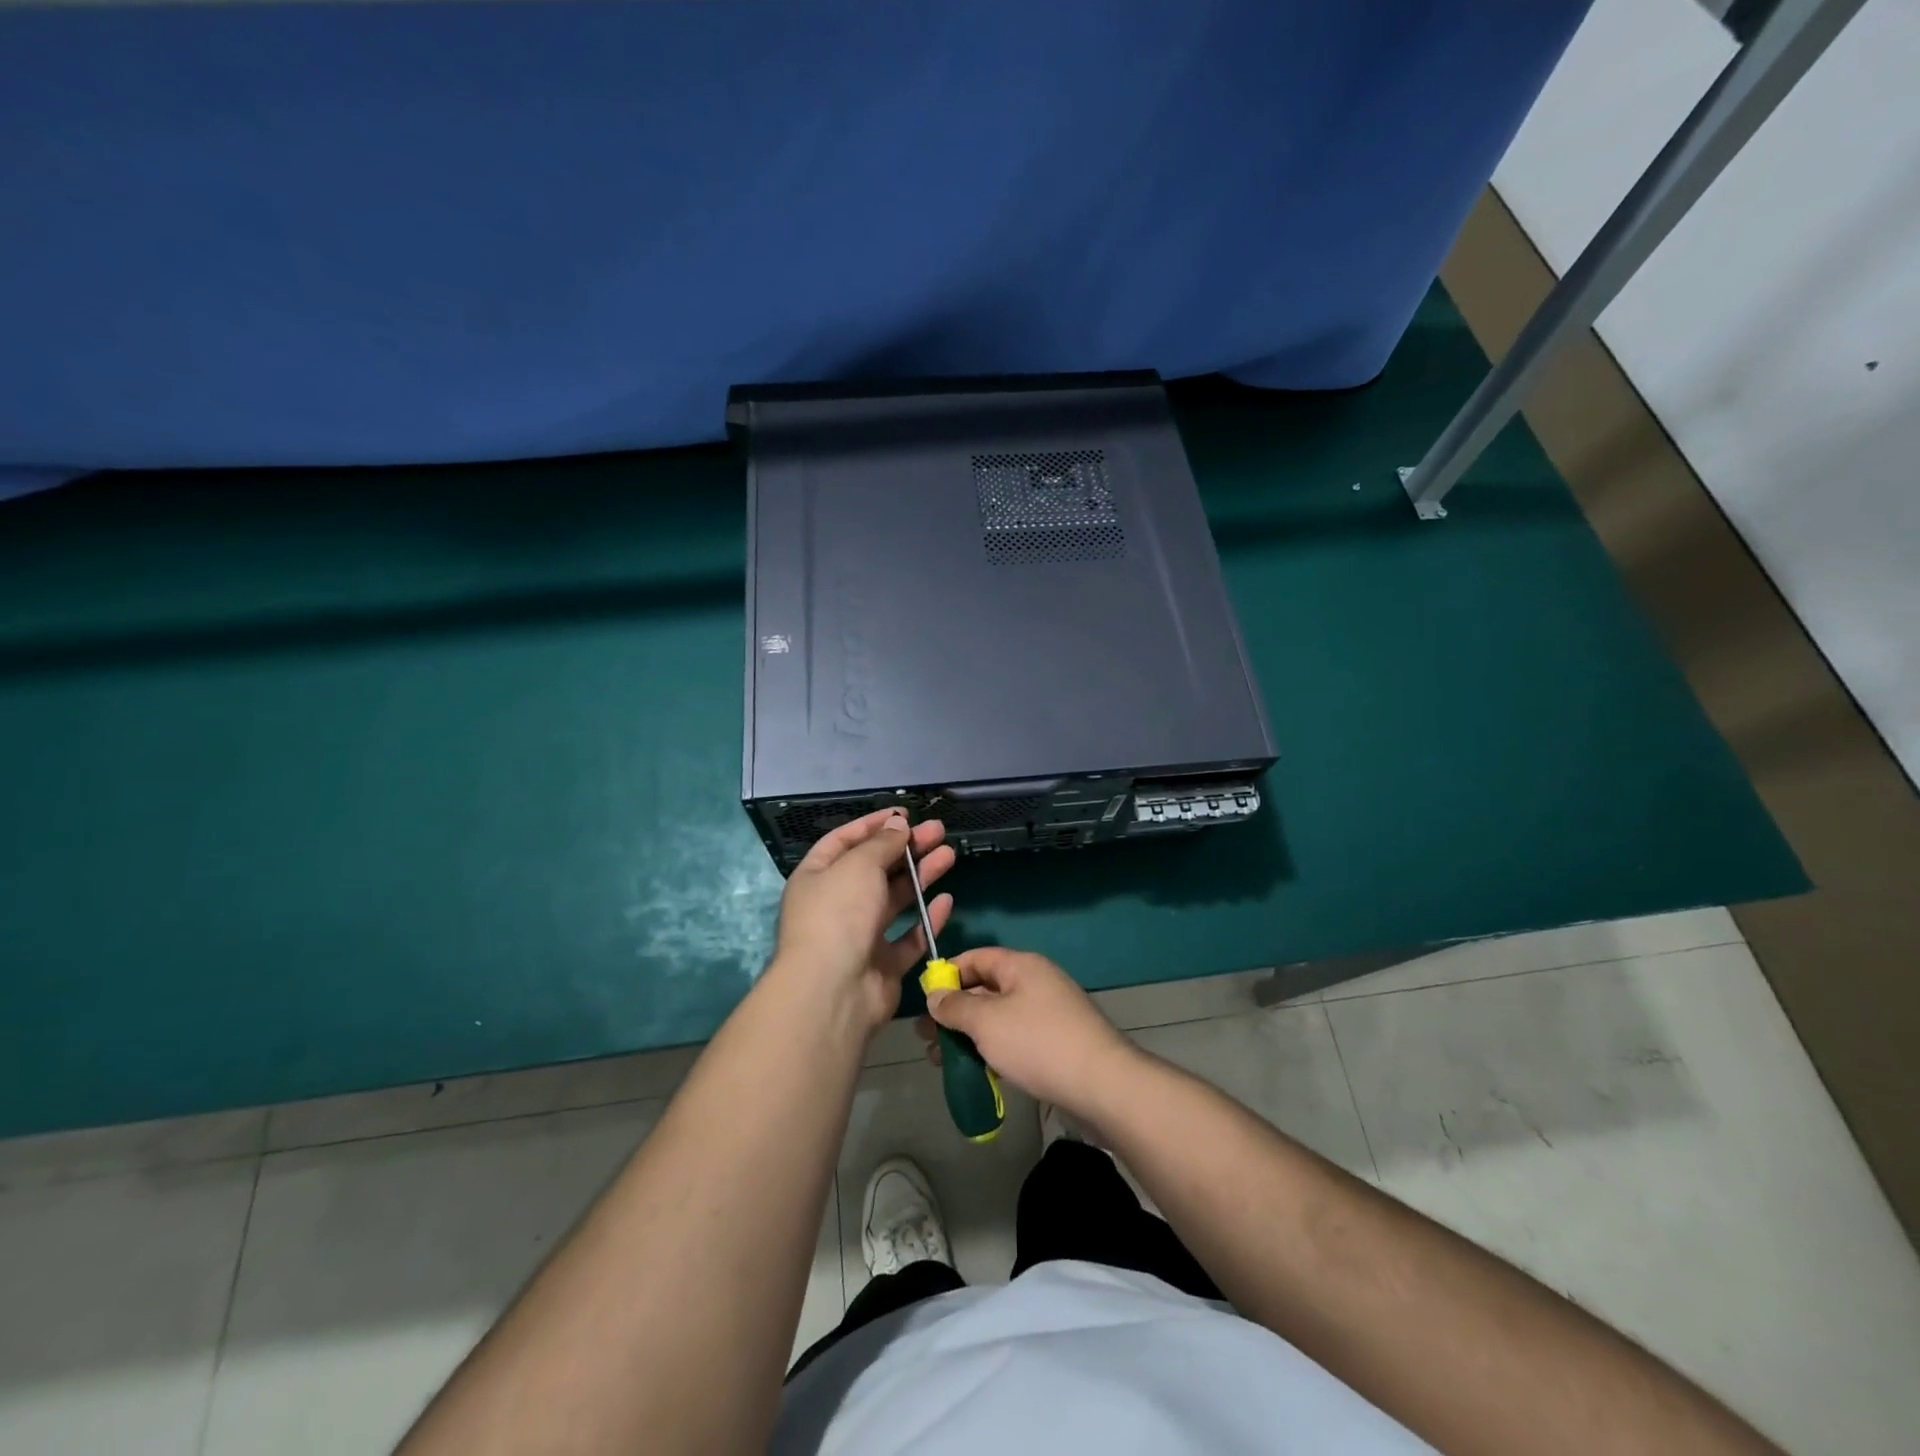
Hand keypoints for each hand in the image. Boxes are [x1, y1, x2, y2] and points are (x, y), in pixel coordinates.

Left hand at [772, 808, 954, 1035]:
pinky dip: (927, 920)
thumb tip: (898, 826)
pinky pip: (908, 938)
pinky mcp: (882, 965)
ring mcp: (860, 936)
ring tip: (950, 854)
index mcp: (817, 877)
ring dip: (921, 876)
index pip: (845, 841)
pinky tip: (946, 901)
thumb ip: (882, 844)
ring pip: (895, 900)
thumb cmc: (839, 914)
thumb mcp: (859, 865)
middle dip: (906, 848)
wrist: (833, 991)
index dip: (874, 825)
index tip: (905, 815)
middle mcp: (836, 904)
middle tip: (938, 831)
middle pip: (875, 868)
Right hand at [918, 947, 1137, 1119]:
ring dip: (969, 1035)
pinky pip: (1015, 1038)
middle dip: (954, 1012)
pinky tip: (975, 1072)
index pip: (977, 958)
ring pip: (998, 1017)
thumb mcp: (987, 1022)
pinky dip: (992, 1050)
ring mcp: (1049, 1014)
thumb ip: (955, 1007)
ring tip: (942, 1061)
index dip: (948, 973)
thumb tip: (935, 996)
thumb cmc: (1038, 1043)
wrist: (1102, 1085)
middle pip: (986, 989)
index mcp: (1022, 966)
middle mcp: (1036, 983)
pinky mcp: (1056, 1043)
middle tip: (926, 1037)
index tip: (923, 999)